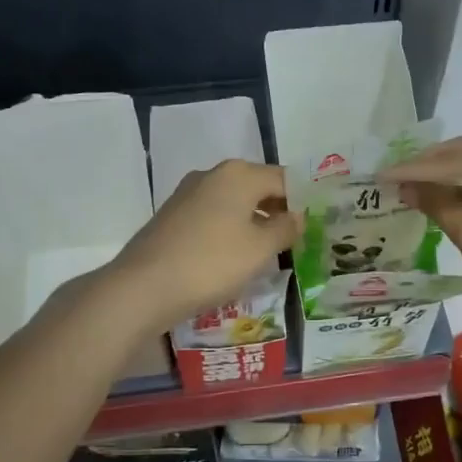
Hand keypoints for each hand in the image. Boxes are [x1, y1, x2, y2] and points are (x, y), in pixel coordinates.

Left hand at [104, 160, 298, 333]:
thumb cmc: (212, 263)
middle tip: (298, 239)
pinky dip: (229, 230)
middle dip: (278, 211)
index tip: (317, 224)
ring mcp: (187, 194)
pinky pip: (212, 217)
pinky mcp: (171, 217)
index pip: (284, 179)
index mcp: (239, 174)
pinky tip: (234, 257)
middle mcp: (212, 175)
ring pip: (233, 203)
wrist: (144, 287)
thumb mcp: (260, 249)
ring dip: (253, 222)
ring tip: (270, 251)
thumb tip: (298, 216)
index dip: (304, 200)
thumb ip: (286, 229)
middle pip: (257, 188)